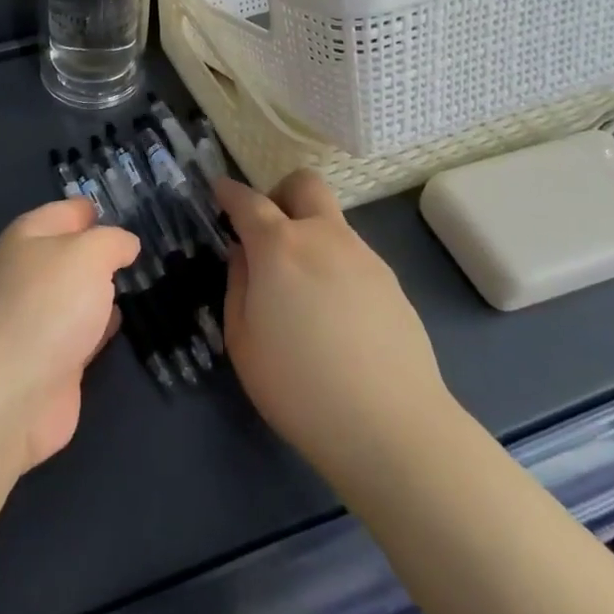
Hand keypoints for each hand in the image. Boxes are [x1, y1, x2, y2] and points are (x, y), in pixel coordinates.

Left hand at [0, 198, 139, 475]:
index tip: (132, 210)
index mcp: (29, 237)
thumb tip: (124, 244)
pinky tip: (124, 321)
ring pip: (79, 294)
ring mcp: (38, 320)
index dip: (96, 210)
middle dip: (104, 251)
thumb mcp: (87, 255)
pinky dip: (102, 327)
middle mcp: (30, 273)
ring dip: (105, 289)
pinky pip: (83, 333)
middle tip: (150, 249)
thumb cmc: (45, 307)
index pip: (68, 211)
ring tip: (146, 280)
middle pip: (73, 254)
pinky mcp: (51, 362)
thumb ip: (111, 242)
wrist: (4, 397)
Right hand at [219, 170, 447, 471]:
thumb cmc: (299, 386)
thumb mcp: (243, 340)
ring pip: (333, 223)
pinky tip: (335, 316)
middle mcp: (325, 238)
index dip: (230, 192)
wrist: (392, 428)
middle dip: (281, 194)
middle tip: (268, 231)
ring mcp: (365, 258)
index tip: (220, 191)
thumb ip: (238, 284)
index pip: (249, 201)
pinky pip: (355, 258)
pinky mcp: (393, 286)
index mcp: (279, 246)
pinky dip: (336, 268)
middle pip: (305, 185)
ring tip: (303, 291)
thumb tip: (244, 255)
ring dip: (311, 236)